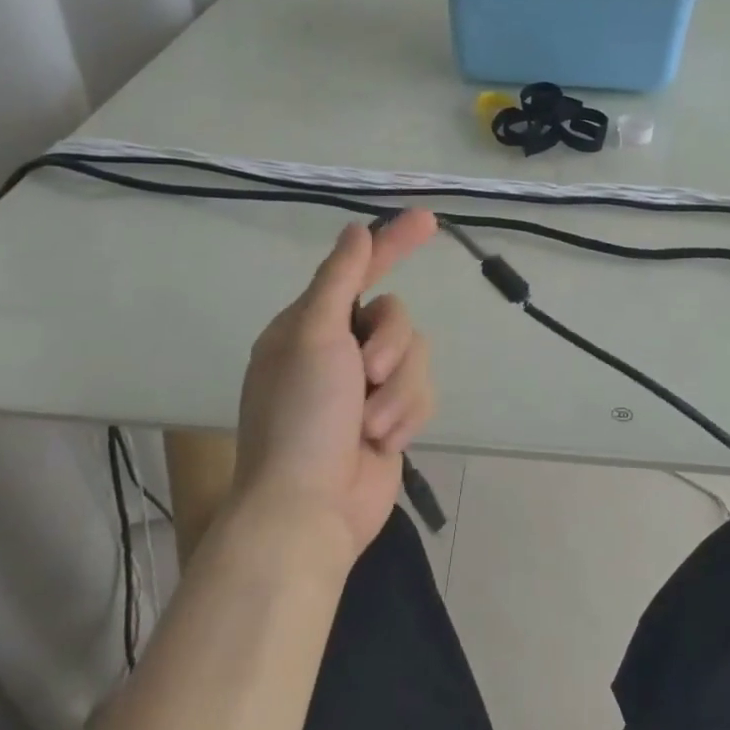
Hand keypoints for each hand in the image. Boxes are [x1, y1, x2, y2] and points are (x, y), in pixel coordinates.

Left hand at [234, 211, 439, 558]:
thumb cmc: (301, 416)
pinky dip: (407, 416)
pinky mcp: (390, 417)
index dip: (393, 243)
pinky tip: (384, 444)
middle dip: (391, 347)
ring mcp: (366, 387)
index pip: (359, 270)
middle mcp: (339, 350)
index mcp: (310, 326)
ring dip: (398, 391)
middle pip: (397, 316)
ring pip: (417, 356)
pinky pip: (422, 394)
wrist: (308, 510)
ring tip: (370, 426)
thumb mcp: (313, 337)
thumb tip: (355, 230)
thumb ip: (339, 278)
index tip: (428, 219)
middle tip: (365, 375)